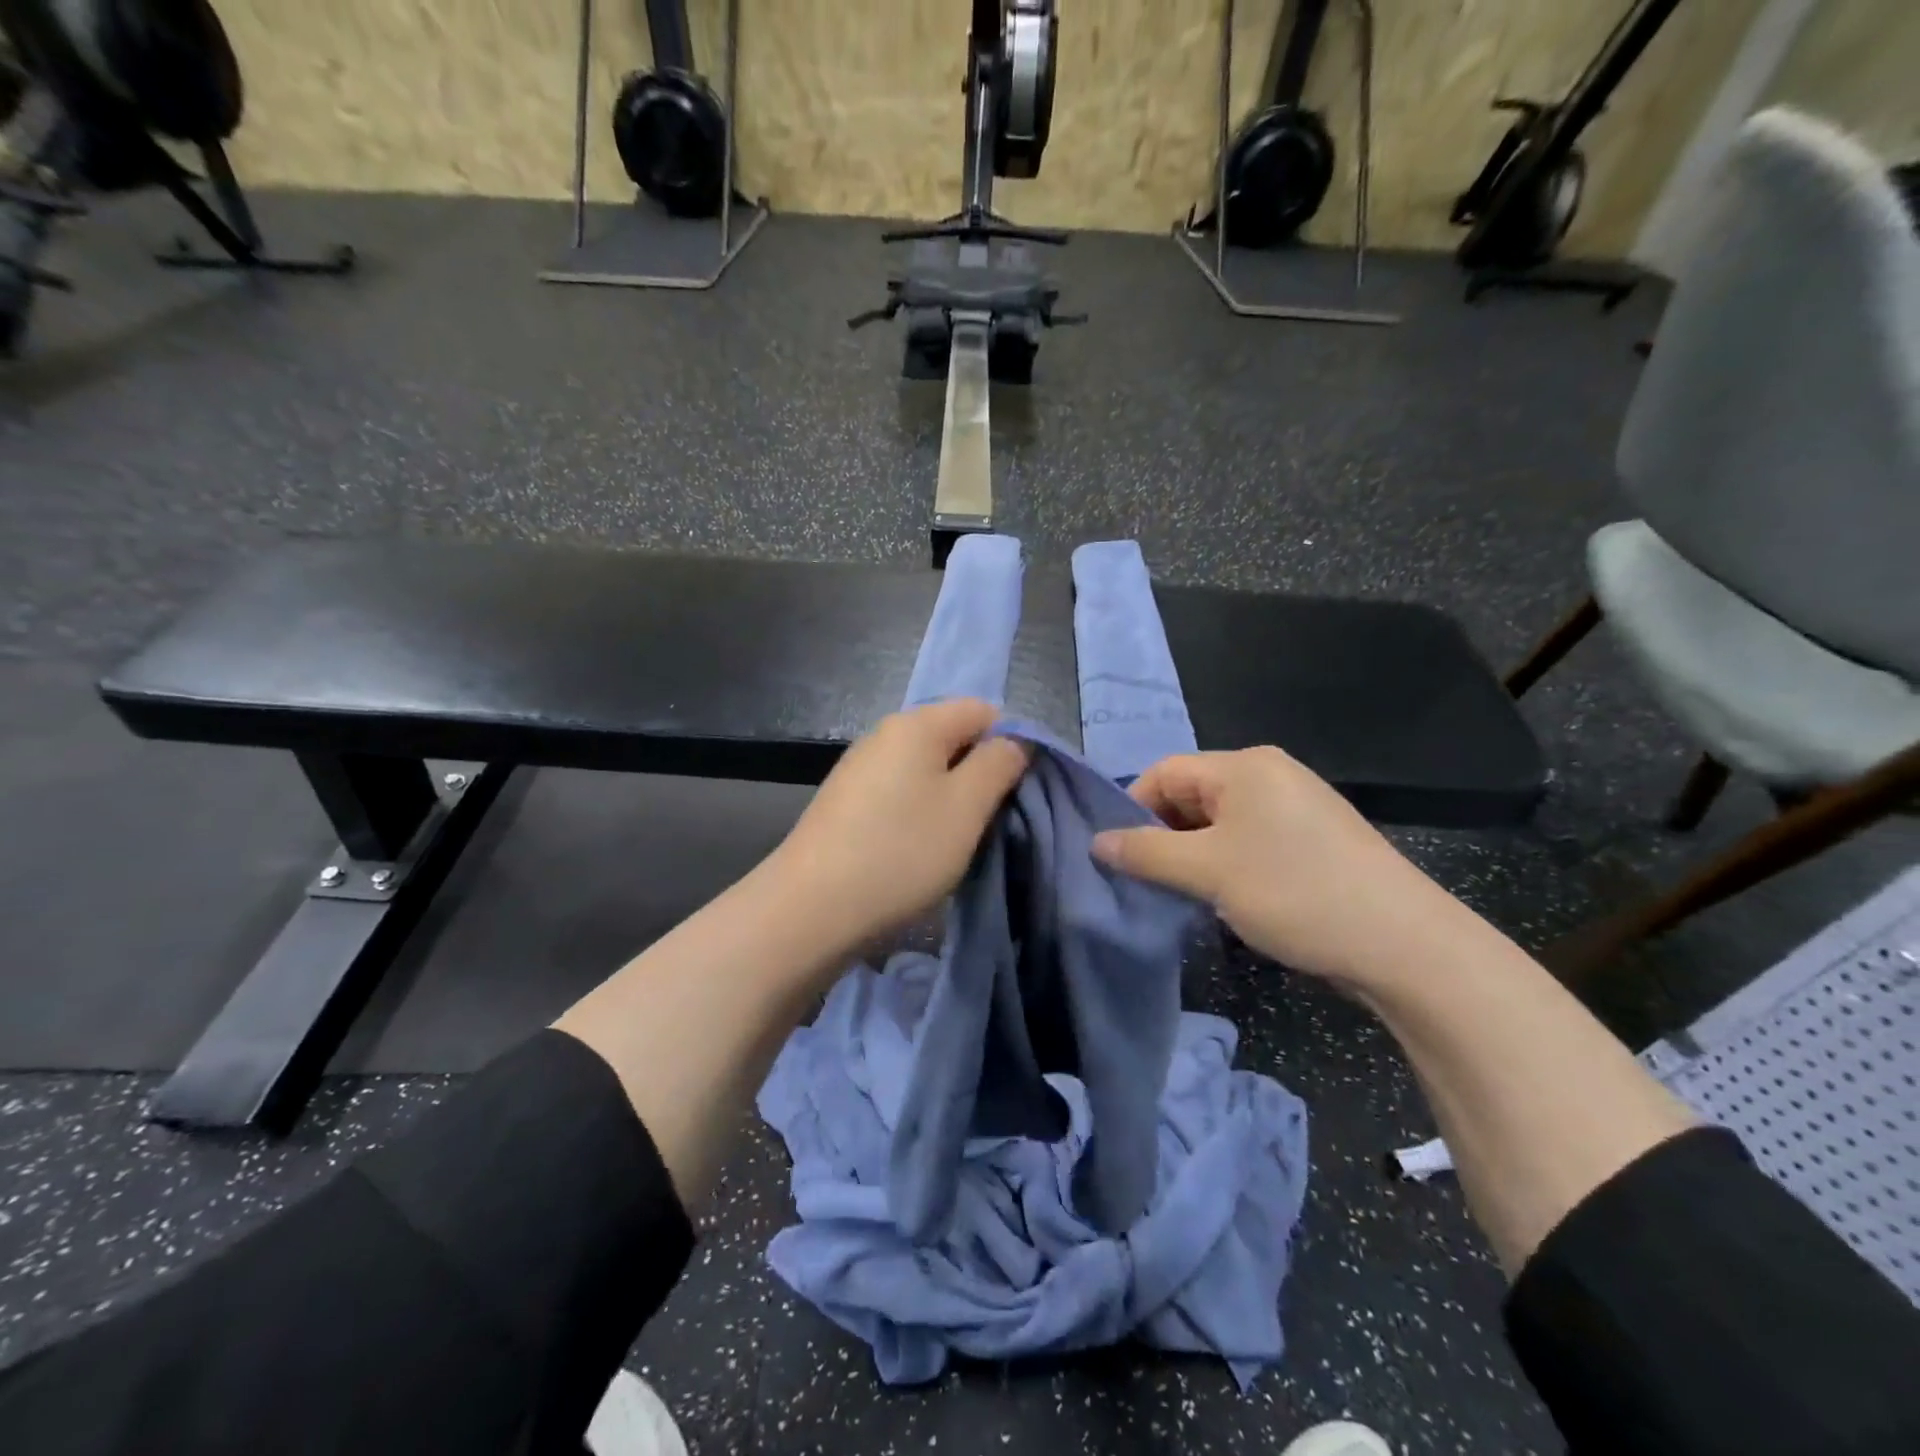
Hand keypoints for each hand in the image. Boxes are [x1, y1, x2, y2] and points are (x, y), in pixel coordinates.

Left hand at [766, 699, 1030, 955]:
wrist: (811, 908)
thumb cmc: (901, 851)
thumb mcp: (967, 807)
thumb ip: (999, 764)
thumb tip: (1014, 741)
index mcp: (917, 723)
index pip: (983, 711)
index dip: (1009, 744)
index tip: (1014, 792)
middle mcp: (884, 733)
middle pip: (952, 737)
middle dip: (978, 773)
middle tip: (987, 821)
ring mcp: (859, 767)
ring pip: (925, 768)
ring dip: (949, 797)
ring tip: (953, 840)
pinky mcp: (845, 800)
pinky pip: (899, 791)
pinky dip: (918, 812)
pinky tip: (915, 848)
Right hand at [1091, 747, 1467, 986]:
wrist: (1404, 944)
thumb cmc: (1294, 892)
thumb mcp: (1207, 872)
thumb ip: (1145, 854)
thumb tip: (1096, 842)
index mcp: (1244, 766)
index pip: (1164, 772)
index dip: (1132, 809)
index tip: (1115, 855)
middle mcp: (1270, 774)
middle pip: (1191, 794)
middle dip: (1162, 835)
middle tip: (1144, 879)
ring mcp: (1296, 806)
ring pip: (1219, 822)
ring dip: (1191, 854)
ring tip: (1180, 893)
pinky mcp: (1314, 839)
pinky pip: (1249, 839)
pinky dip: (1225, 863)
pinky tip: (1223, 898)